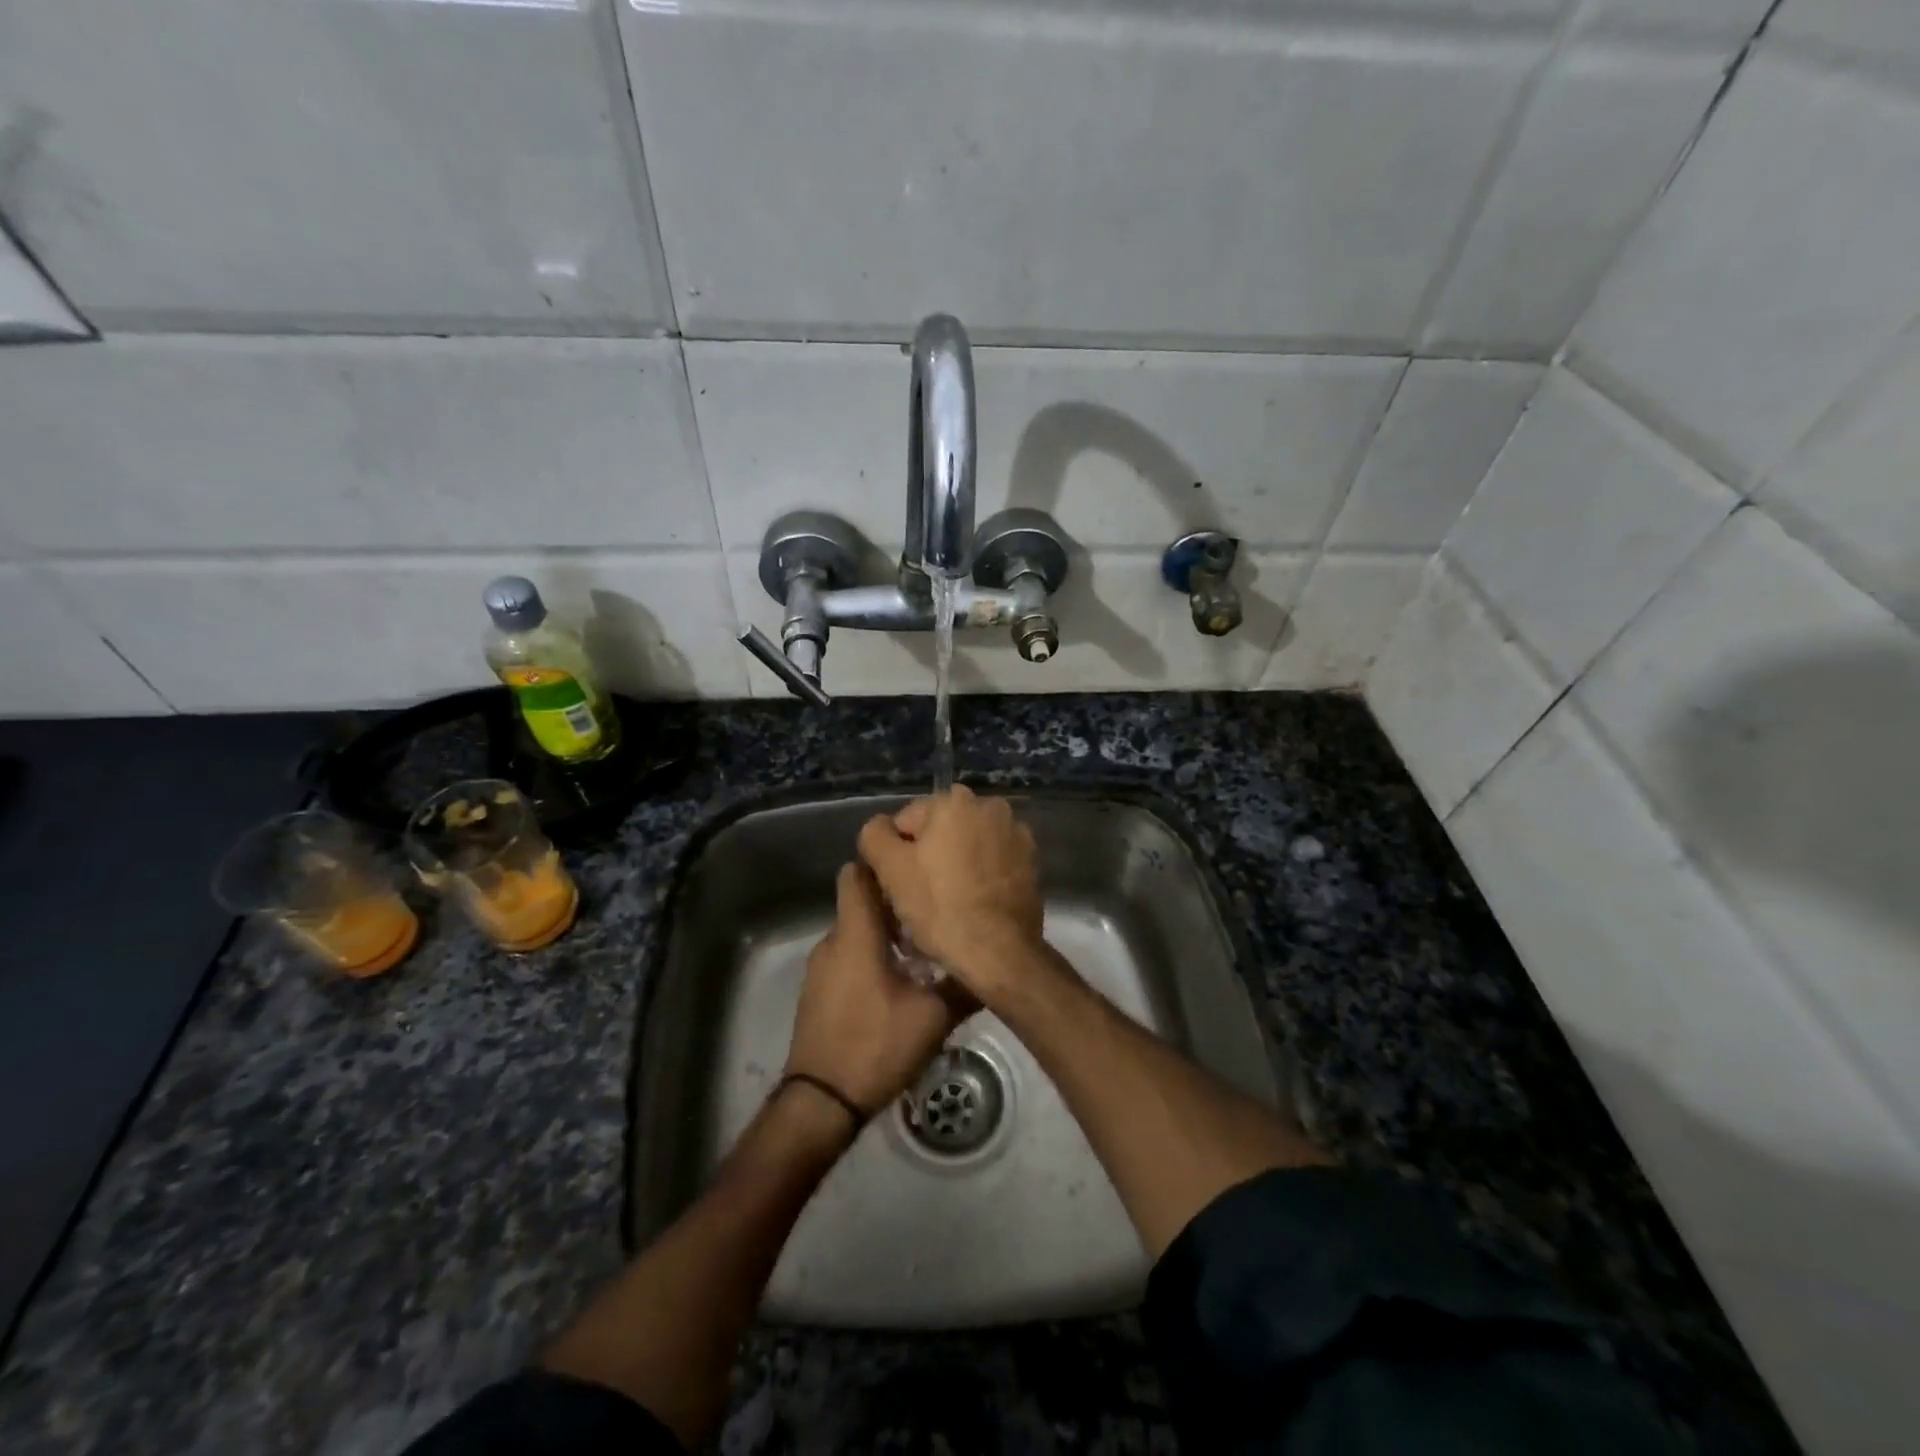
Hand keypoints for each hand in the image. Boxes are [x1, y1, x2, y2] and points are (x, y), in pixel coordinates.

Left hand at [784, 862, 976, 1117]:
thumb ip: (963, 985)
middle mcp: (833, 942)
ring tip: (924, 950)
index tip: (914, 866)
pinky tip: (898, 983)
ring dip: (885, 935)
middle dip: (895, 903)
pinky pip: (847, 958)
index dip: (882, 863)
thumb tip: (993, 963)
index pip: (857, 874)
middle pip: (861, 903)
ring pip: (856, 933)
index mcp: (856, 934)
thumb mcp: (933, 1017)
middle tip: (934, 912)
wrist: (821, 1103)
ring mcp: (821, 968)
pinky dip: (870, 958)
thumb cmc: (876, 1046)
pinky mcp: (819, 992)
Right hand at [856, 786, 1043, 999]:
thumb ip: (875, 835)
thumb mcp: (890, 869)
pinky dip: (981, 875)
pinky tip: (974, 903)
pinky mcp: (1031, 861)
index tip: (897, 885)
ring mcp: (1015, 833)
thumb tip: (881, 828)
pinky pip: (992, 862)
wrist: (999, 952)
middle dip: (928, 856)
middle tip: (920, 896)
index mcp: (954, 800)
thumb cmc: (940, 907)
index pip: (905, 822)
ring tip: (948, 903)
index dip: (895, 855)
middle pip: (940, 831)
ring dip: (956, 864)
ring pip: (967, 846)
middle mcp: (990, 806)